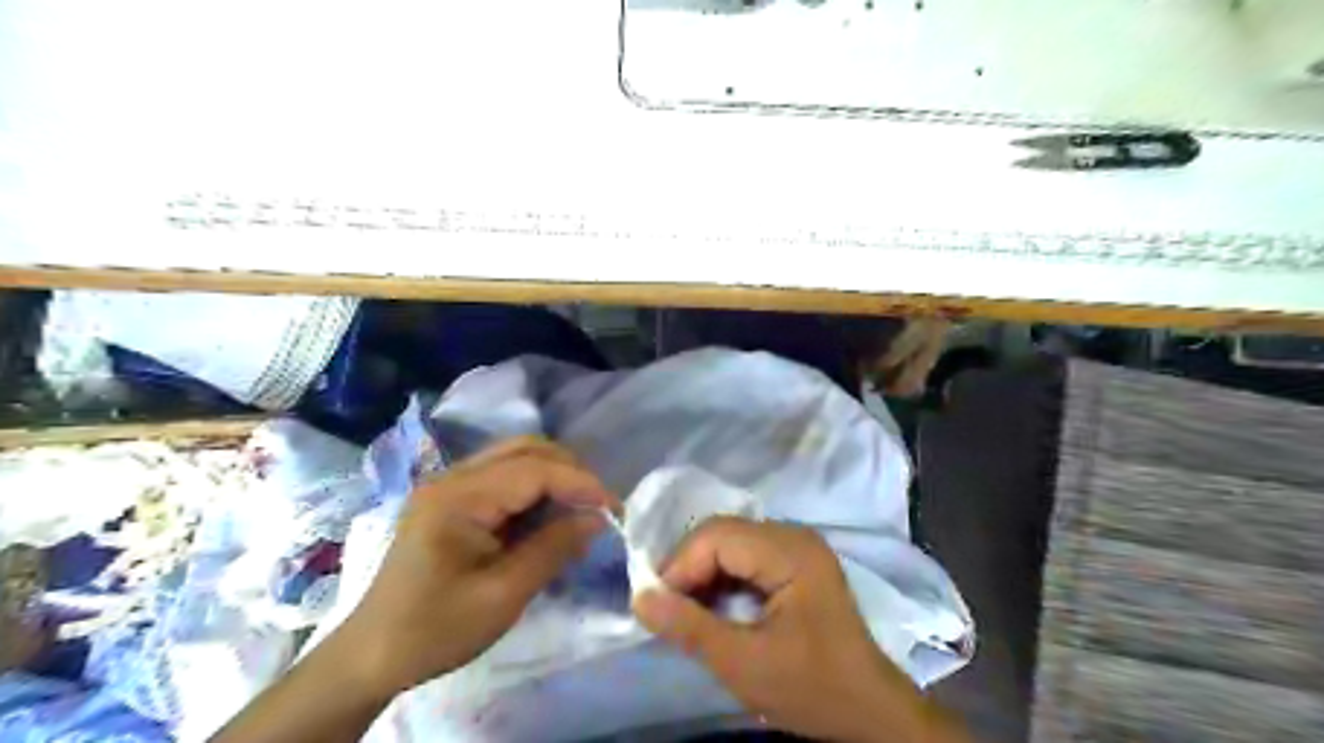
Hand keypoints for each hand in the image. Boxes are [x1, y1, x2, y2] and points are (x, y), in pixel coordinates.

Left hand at [334, 435, 617, 695]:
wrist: (371, 655)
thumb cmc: (435, 630)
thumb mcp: (503, 596)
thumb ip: (553, 549)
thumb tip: (597, 518)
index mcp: (458, 498)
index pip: (534, 470)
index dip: (580, 482)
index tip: (615, 508)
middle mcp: (452, 477)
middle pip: (525, 449)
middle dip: (570, 471)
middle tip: (598, 506)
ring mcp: (449, 484)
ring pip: (516, 457)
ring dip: (554, 476)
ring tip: (580, 509)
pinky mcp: (452, 498)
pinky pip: (504, 477)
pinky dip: (535, 488)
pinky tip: (548, 515)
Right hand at [629, 516, 963, 742]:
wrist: (868, 711)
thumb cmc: (811, 687)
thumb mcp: (744, 664)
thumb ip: (689, 628)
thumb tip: (639, 598)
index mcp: (790, 551)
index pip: (716, 536)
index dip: (679, 566)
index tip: (657, 607)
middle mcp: (793, 535)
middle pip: (722, 534)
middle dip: (689, 569)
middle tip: (668, 610)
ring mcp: (796, 546)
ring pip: (729, 543)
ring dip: (702, 574)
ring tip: (686, 611)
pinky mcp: (795, 562)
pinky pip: (744, 556)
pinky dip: (721, 578)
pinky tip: (712, 607)